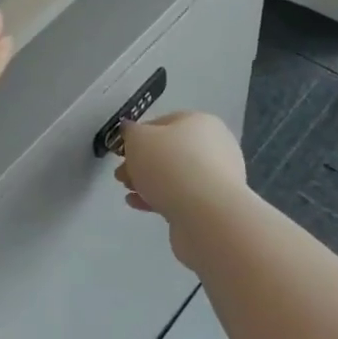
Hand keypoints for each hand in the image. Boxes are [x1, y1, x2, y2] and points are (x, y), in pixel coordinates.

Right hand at [115, 111, 247, 264]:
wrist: (206, 216)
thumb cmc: (170, 165)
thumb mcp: (138, 139)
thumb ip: (131, 132)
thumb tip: (132, 132)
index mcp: (200, 123)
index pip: (163, 123)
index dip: (138, 135)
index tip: (122, 151)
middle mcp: (214, 147)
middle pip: (168, 151)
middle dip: (141, 163)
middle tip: (121, 175)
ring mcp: (217, 179)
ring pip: (174, 176)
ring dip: (148, 182)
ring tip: (127, 191)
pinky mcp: (213, 206)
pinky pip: (181, 197)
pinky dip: (159, 199)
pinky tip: (138, 205)